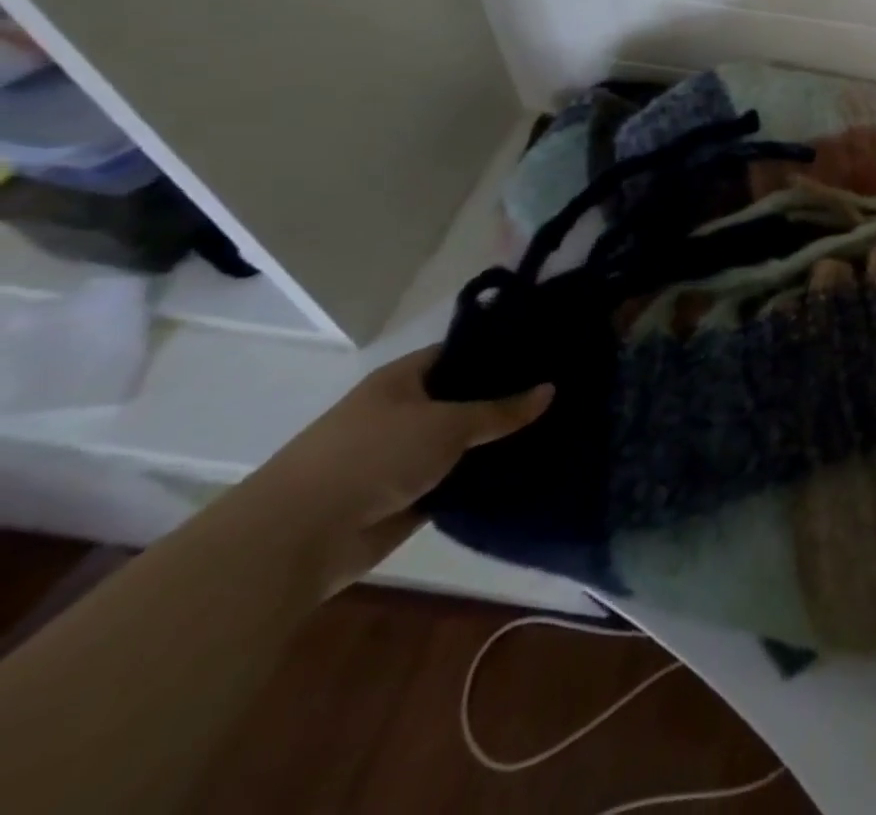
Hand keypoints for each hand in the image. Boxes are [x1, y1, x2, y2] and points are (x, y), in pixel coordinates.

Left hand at [249, 347, 551, 591]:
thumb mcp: (446, 424)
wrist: (296, 540)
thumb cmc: (371, 457)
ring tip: (559, 425)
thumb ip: (500, 410)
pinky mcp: (409, 497)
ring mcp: (404, 456)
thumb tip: (550, 389)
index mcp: (404, 380)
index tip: (548, 349)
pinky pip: (458, 479)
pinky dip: (485, 477)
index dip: (502, 349)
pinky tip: (530, 467)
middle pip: (466, 397)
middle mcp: (403, 412)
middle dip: (508, 397)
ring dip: (499, 441)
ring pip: (464, 441)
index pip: (461, 352)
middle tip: (564, 388)